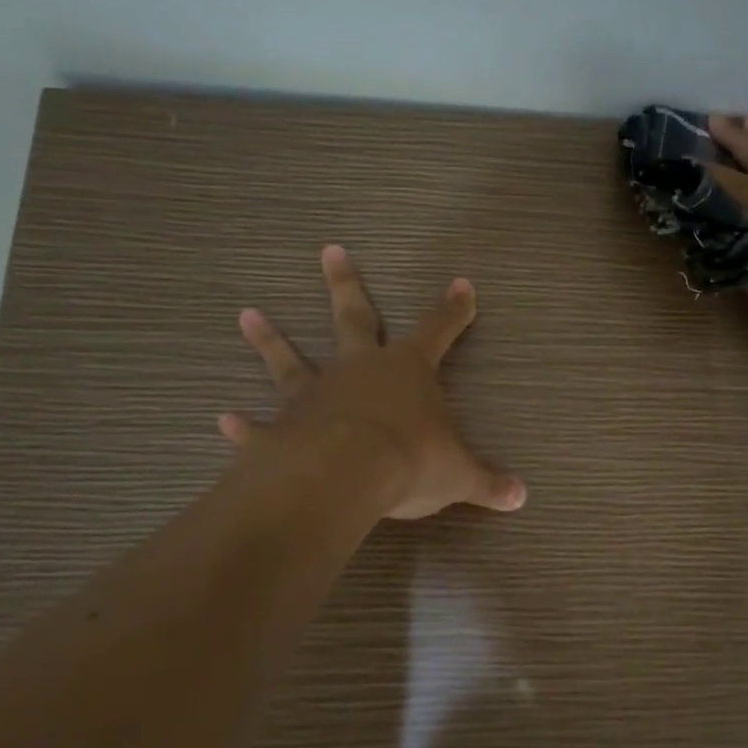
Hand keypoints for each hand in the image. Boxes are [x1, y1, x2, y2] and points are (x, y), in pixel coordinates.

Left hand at [218, 245, 526, 519]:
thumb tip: (522, 498)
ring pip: (291, 360)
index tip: (462, 284)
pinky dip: (244, 426)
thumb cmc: (410, 461)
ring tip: (248, 314)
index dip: (453, 310)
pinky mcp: (282, 429)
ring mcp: (316, 395)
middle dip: (347, 284)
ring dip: (271, 340)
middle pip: (355, 317)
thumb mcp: (459, 475)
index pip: (439, 330)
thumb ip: (488, 483)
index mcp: (408, 371)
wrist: (344, 476)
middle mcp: (360, 370)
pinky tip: (225, 420)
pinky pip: (260, 426)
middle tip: (330, 250)